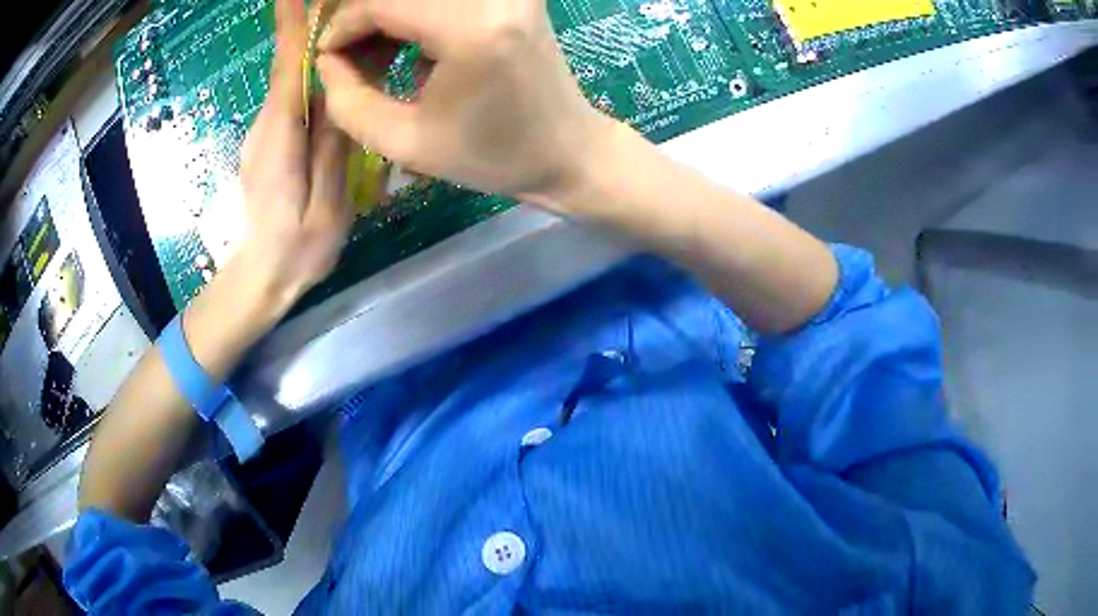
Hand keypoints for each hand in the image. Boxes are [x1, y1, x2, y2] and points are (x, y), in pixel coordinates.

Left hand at [235, 0, 352, 310]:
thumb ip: (332, 150)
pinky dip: (308, 74)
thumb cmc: (295, 251)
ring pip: (289, 80)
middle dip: (309, 26)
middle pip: (287, 64)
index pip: (285, 66)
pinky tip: (333, 69)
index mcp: (280, 137)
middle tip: (342, 6)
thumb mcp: (326, 206)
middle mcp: (267, 126)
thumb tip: (338, 99)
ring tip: (350, 28)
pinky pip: (290, 99)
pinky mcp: (269, 143)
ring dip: (313, 47)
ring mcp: (264, 134)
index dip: (290, 25)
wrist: (259, 278)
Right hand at [316, 0, 616, 208]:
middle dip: (363, 20)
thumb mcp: (404, 143)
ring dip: (389, 17)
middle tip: (351, 60)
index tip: (328, 58)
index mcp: (470, 29)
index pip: (380, 2)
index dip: (342, 27)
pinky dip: (416, 15)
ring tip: (378, 59)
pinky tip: (411, 49)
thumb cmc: (491, 156)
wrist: (566, 149)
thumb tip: (326, 59)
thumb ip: (347, 101)